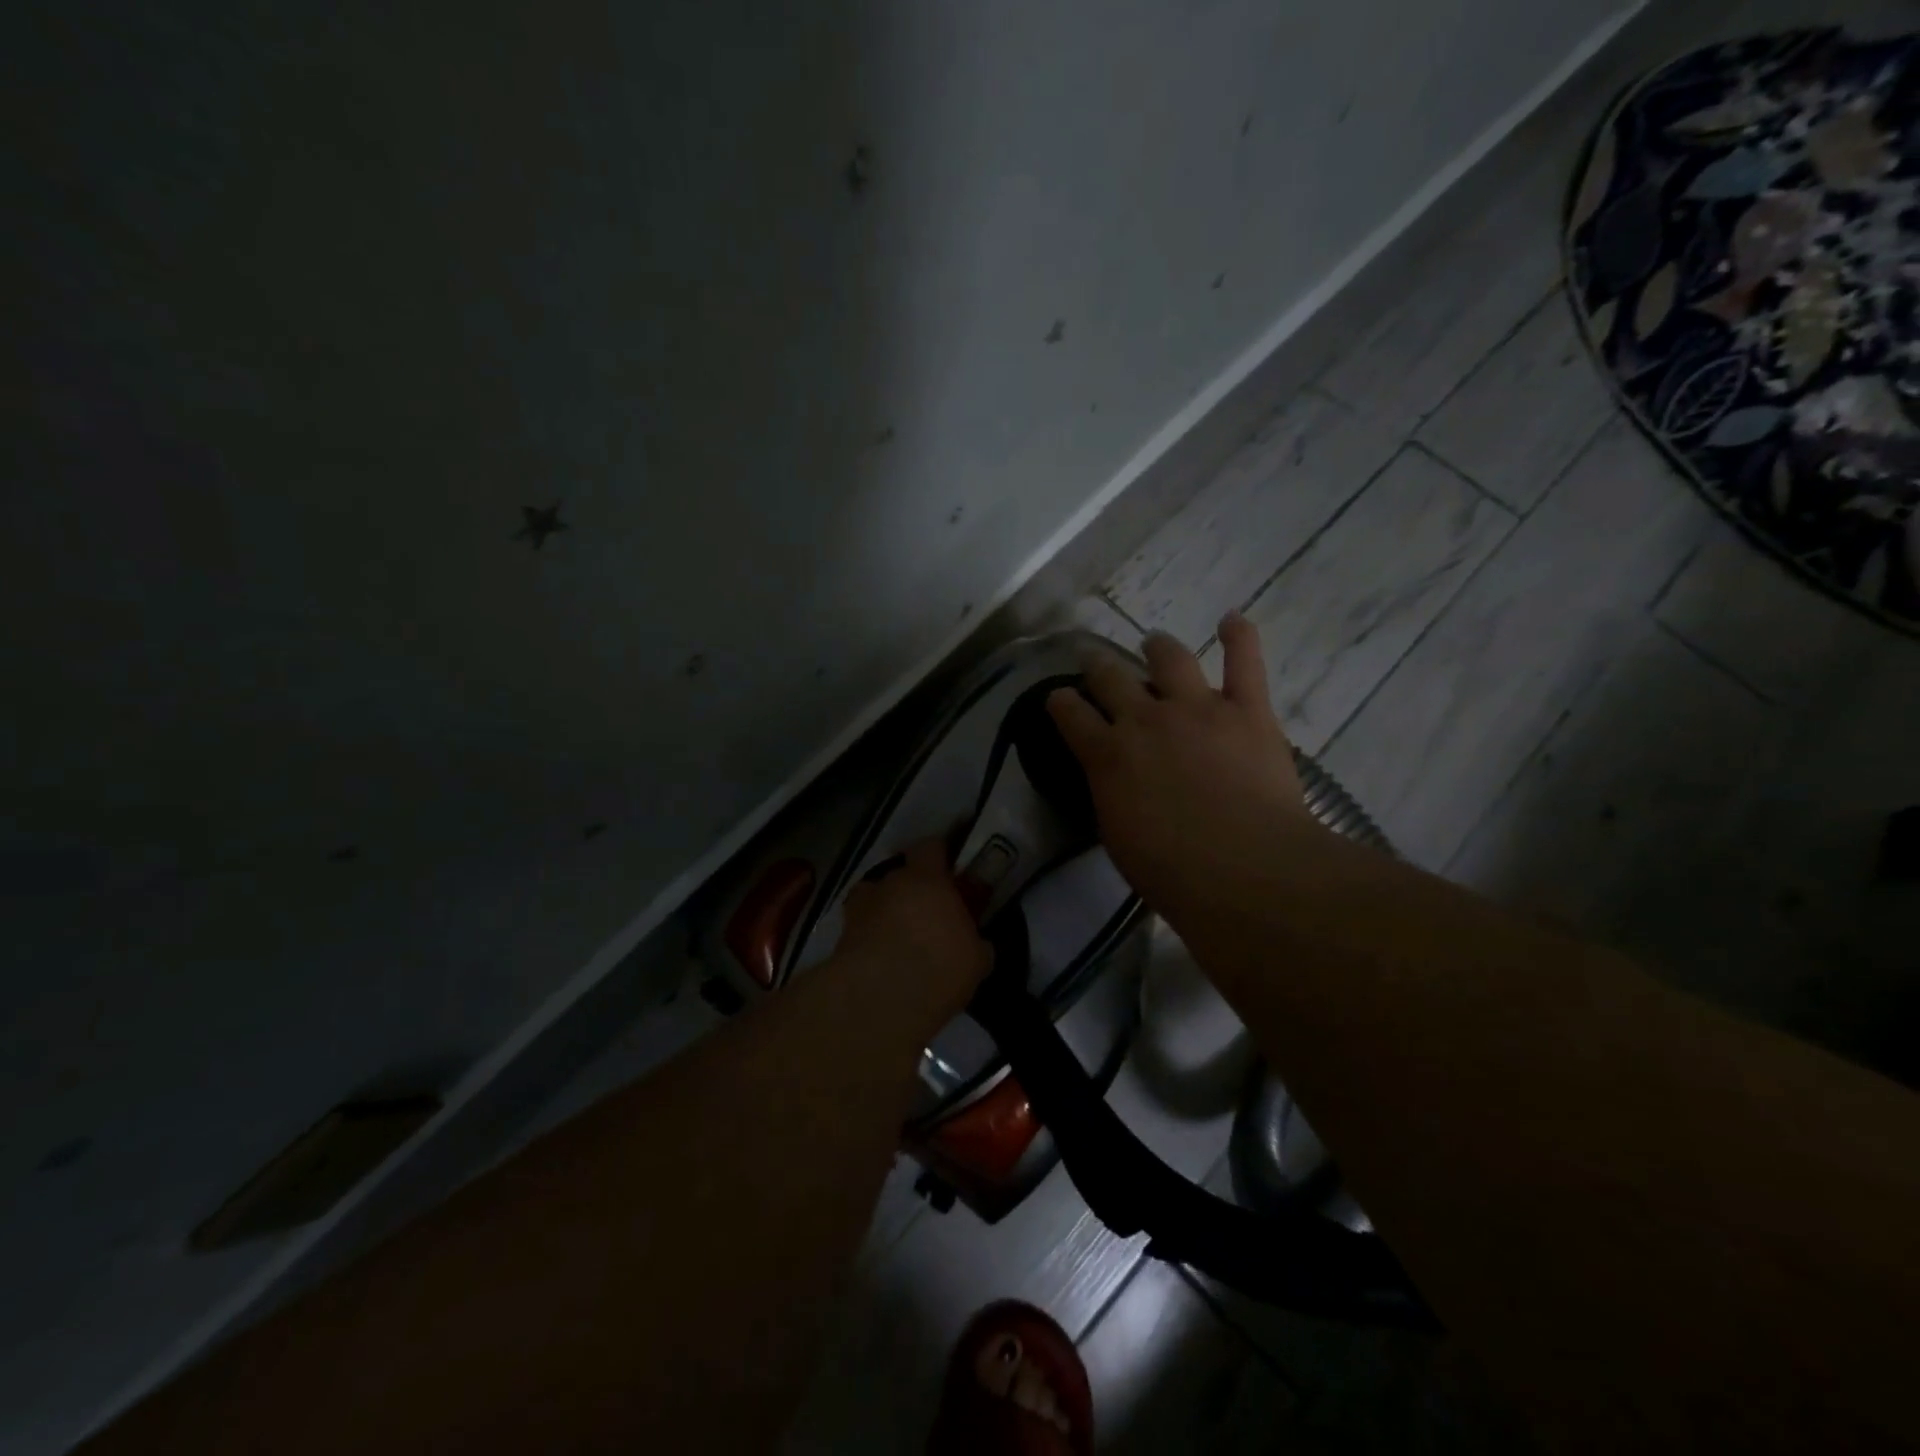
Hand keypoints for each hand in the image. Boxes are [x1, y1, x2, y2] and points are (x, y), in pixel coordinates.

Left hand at [837, 838, 992, 1027]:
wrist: (880, 1000)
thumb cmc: (939, 967)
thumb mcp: (976, 959)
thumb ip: (974, 941)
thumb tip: (975, 942)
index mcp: (927, 879)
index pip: (930, 848)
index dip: (939, 857)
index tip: (949, 872)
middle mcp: (890, 884)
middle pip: (899, 874)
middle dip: (912, 890)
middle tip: (926, 914)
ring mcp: (860, 908)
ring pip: (874, 899)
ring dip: (884, 911)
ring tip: (897, 937)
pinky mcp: (841, 937)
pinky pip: (859, 929)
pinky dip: (868, 938)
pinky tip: (880, 961)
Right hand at [1046, 613, 1323, 931]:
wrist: (1244, 869)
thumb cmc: (1173, 872)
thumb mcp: (1119, 837)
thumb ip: (1111, 795)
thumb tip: (1114, 780)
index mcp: (1107, 754)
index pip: (1070, 713)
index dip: (1061, 701)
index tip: (1060, 698)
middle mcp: (1144, 719)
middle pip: (1110, 677)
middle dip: (1099, 668)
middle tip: (1098, 666)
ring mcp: (1197, 708)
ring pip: (1169, 658)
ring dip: (1158, 647)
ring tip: (1154, 645)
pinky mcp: (1247, 710)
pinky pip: (1243, 661)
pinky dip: (1239, 636)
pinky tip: (1232, 620)